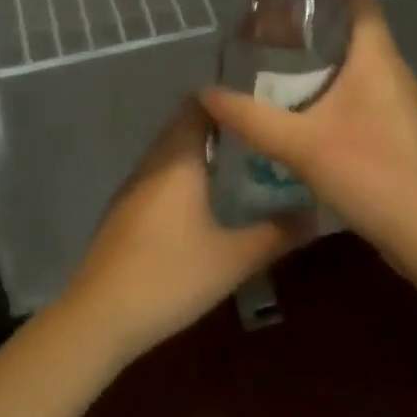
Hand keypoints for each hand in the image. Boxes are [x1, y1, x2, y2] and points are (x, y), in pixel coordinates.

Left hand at [61, 101, 314, 369]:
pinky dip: (186, 173)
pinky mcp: (126, 207)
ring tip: (243, 164)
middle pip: (187, 125)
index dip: (229, 100)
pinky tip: (206, 199)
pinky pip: (161, 173)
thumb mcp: (232, 259)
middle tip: (262, 137)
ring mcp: (135, 182)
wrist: (100, 315)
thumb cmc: (169, 276)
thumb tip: (316, 215)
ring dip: (203, 151)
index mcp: (178, 157)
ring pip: (173, 150)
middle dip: (223, 127)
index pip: (200, 105)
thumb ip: (275, 234)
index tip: (262, 106)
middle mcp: (154, 159)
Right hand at [201, 0, 416, 281]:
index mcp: (376, 58)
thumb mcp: (300, 145)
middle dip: (312, 28)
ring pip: (357, 63)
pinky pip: (362, 91)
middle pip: (353, 30)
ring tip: (276, 67)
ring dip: (321, 61)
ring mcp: (398, 100)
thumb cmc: (370, 172)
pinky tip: (303, 109)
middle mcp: (392, 70)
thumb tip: (205, 92)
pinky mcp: (397, 127)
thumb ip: (250, 118)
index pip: (359, 1)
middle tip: (267, 34)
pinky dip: (333, 88)